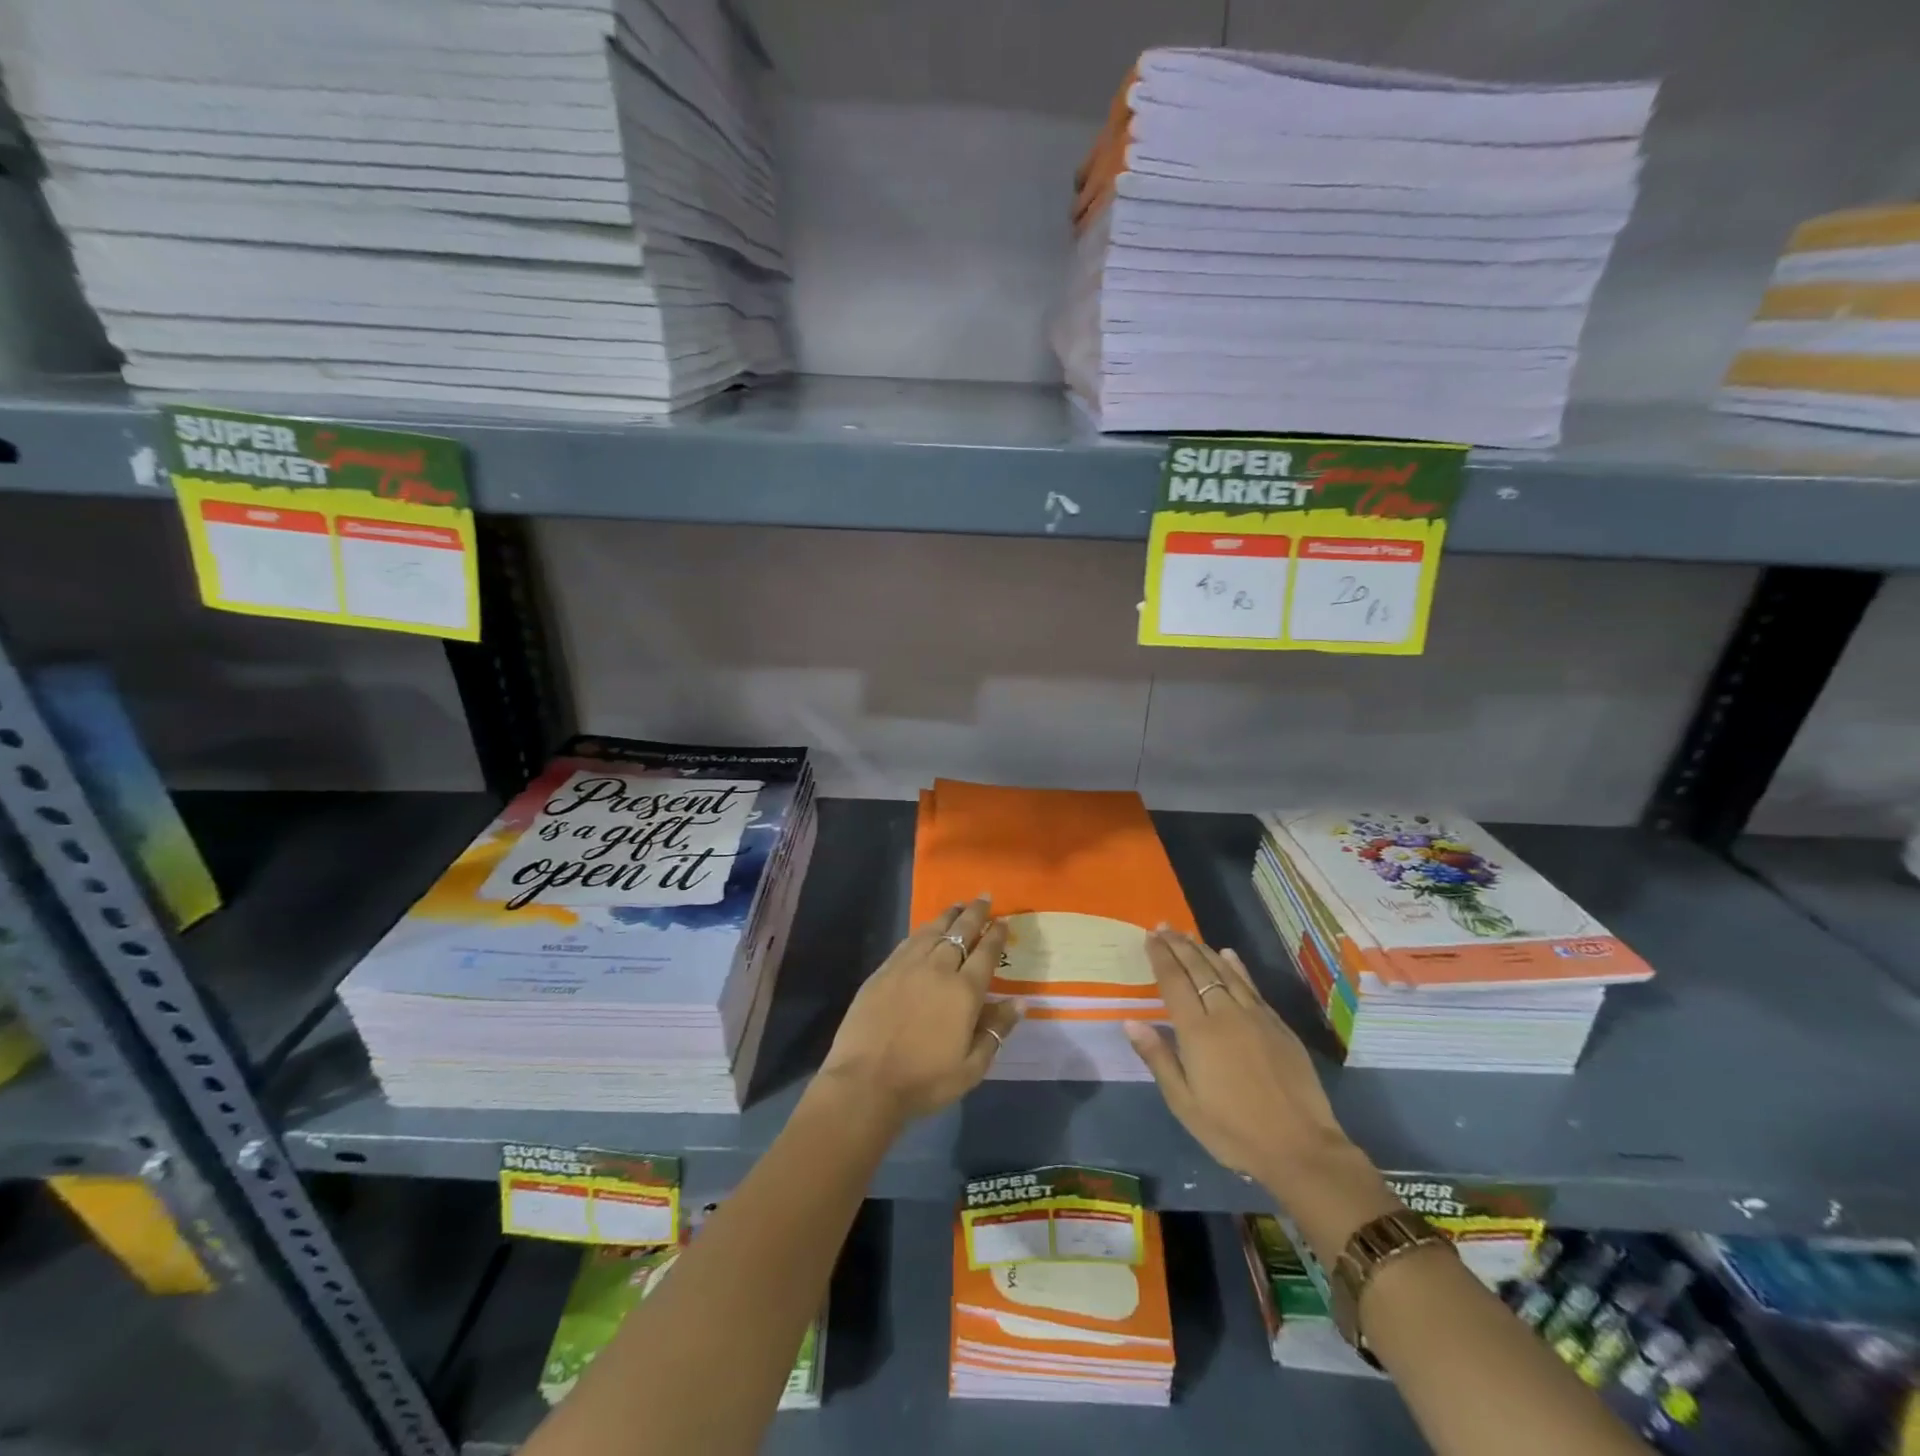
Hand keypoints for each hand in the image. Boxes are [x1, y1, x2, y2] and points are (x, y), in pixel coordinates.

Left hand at [815, 897, 1022, 1124]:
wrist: (866, 1082)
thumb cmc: (924, 1081)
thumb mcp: (971, 1067)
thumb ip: (996, 1031)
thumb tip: (1020, 1002)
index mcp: (964, 992)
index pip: (986, 954)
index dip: (996, 935)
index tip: (1004, 921)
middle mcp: (938, 969)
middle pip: (960, 932)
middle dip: (975, 914)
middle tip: (984, 898)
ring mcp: (907, 966)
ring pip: (932, 931)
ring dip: (948, 916)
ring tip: (958, 905)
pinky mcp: (883, 971)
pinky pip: (908, 942)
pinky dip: (922, 931)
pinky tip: (926, 929)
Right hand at [1124, 930, 1365, 1196]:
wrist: (1300, 1147)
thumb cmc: (1233, 1130)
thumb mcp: (1184, 1104)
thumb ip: (1158, 1058)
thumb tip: (1132, 1021)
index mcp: (1197, 1032)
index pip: (1174, 982)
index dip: (1160, 956)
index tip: (1149, 936)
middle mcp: (1225, 1013)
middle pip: (1198, 969)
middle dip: (1178, 945)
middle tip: (1164, 926)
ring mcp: (1255, 1016)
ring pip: (1225, 971)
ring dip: (1203, 950)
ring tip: (1188, 935)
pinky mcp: (1278, 1025)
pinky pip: (1251, 985)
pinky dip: (1236, 966)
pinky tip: (1229, 955)